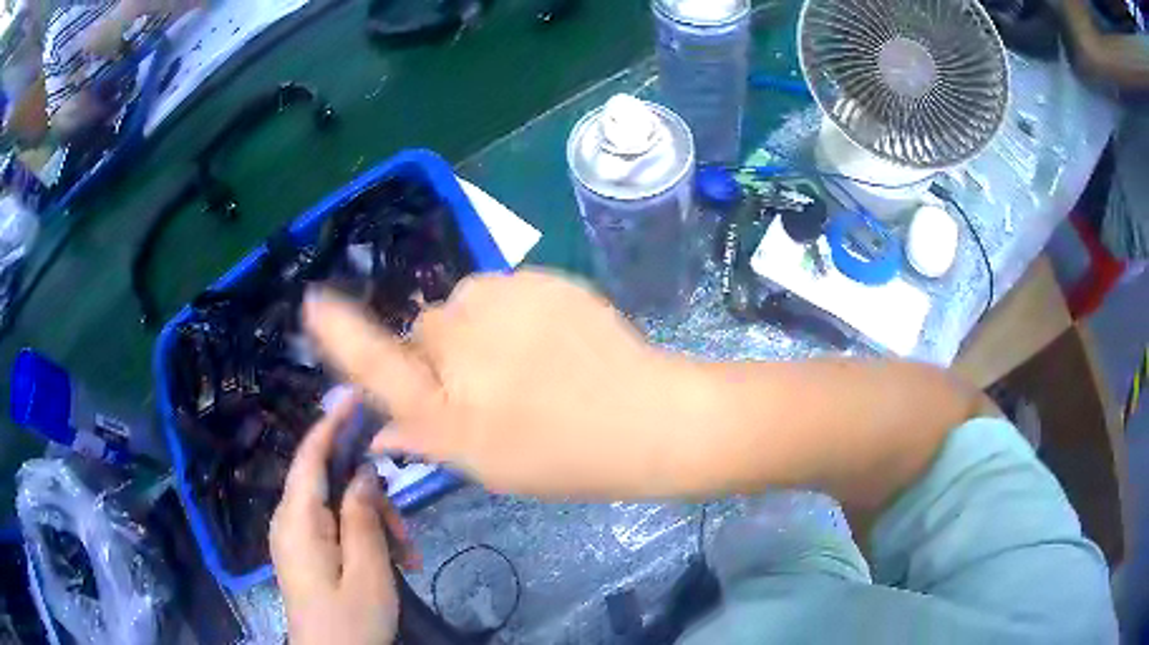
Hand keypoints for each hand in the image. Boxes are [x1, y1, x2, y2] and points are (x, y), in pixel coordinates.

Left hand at [270, 397, 413, 644]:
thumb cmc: (350, 621)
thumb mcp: (368, 571)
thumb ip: (362, 517)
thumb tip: (362, 472)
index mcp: (298, 520)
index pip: (309, 455)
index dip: (331, 422)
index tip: (356, 397)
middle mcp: (290, 520)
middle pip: (330, 483)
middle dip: (371, 499)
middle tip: (407, 533)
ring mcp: (297, 537)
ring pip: (339, 507)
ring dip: (375, 524)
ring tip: (407, 557)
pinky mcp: (307, 552)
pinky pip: (336, 528)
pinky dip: (365, 538)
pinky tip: (393, 563)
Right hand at [303, 269, 708, 498]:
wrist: (649, 417)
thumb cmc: (566, 457)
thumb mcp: (487, 464)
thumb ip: (425, 437)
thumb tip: (379, 428)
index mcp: (448, 405)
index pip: (376, 363)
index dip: (341, 334)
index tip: (314, 304)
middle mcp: (464, 343)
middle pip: (424, 329)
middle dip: (439, 352)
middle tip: (485, 384)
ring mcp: (505, 301)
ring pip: (462, 305)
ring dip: (475, 328)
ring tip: (523, 362)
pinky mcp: (540, 276)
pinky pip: (501, 291)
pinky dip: (510, 311)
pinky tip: (548, 340)